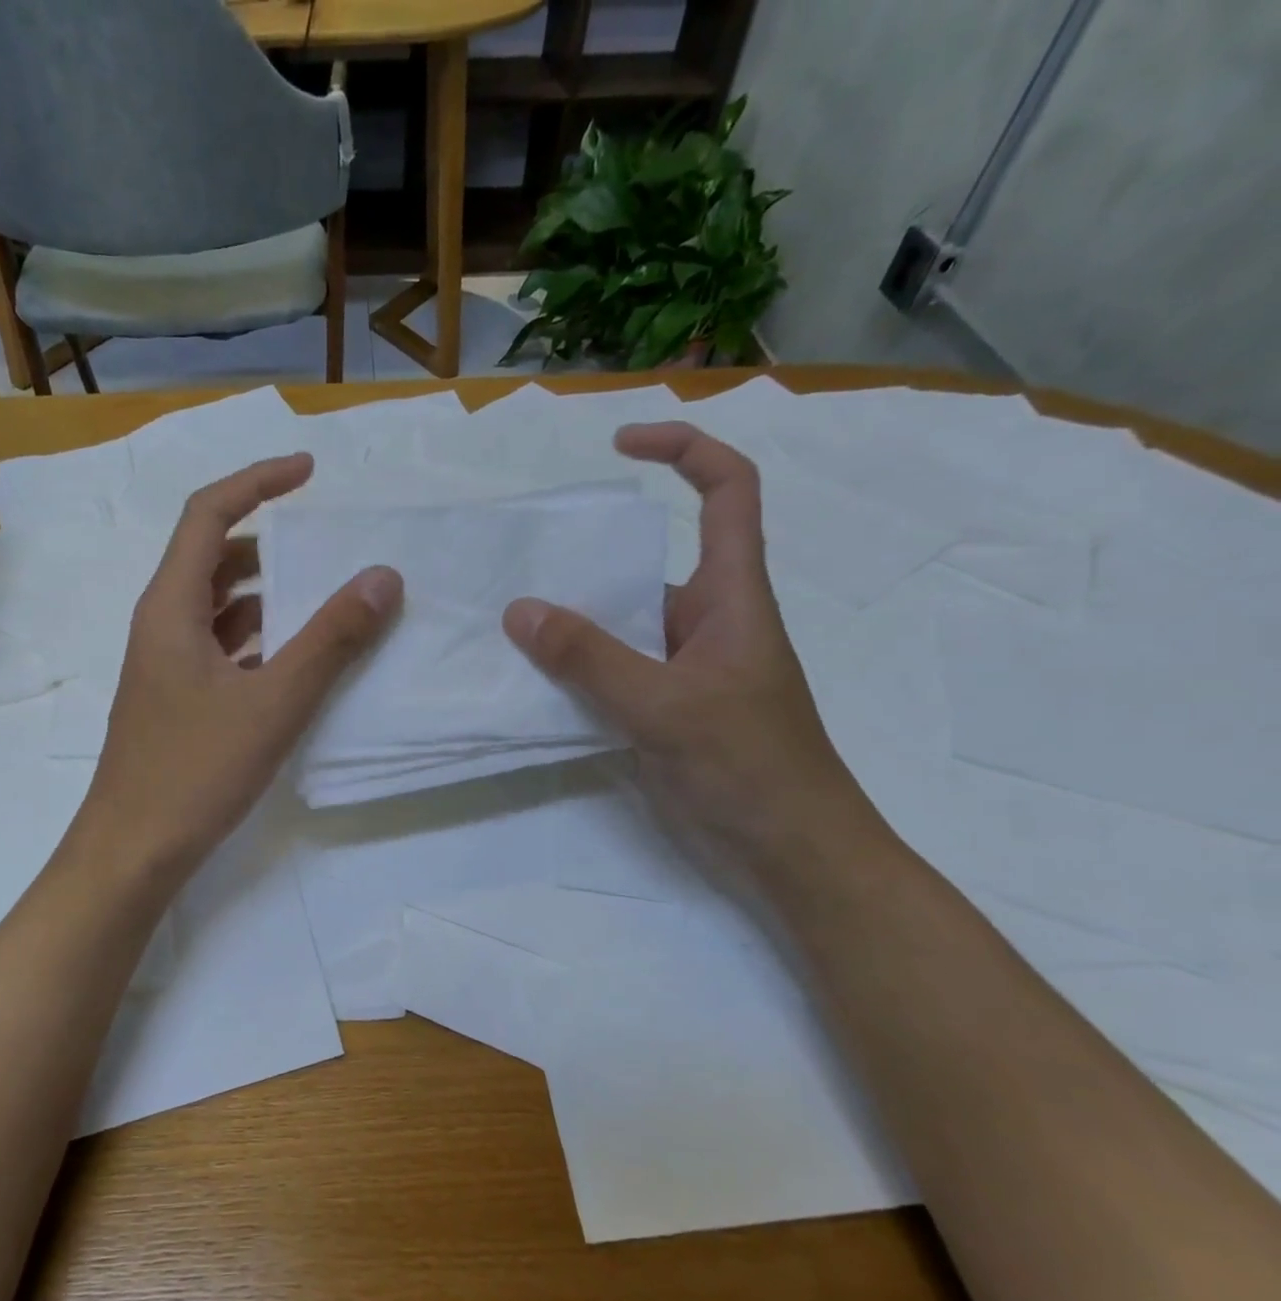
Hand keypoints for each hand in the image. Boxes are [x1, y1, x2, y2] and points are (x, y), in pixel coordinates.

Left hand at [71, 453, 401, 892]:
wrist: (134, 851)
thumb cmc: (195, 770)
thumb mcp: (273, 702)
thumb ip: (330, 639)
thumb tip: (382, 577)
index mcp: (171, 607)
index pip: (208, 514)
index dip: (258, 482)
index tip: (310, 473)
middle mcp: (163, 624)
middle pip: (215, 559)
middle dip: (271, 543)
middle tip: (329, 547)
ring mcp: (167, 665)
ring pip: (221, 608)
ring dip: (270, 596)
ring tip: (328, 599)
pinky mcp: (178, 700)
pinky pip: (223, 648)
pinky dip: (261, 640)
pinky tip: (300, 662)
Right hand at [502, 422, 878, 880]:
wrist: (792, 853)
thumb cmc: (750, 767)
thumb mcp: (665, 706)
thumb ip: (589, 659)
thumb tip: (519, 611)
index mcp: (731, 596)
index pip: (726, 492)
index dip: (683, 450)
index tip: (620, 447)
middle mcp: (706, 621)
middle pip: (648, 563)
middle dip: (589, 558)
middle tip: (522, 566)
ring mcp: (682, 669)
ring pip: (621, 625)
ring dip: (571, 622)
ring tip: (507, 625)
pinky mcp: (663, 710)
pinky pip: (611, 672)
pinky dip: (573, 670)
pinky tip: (530, 682)